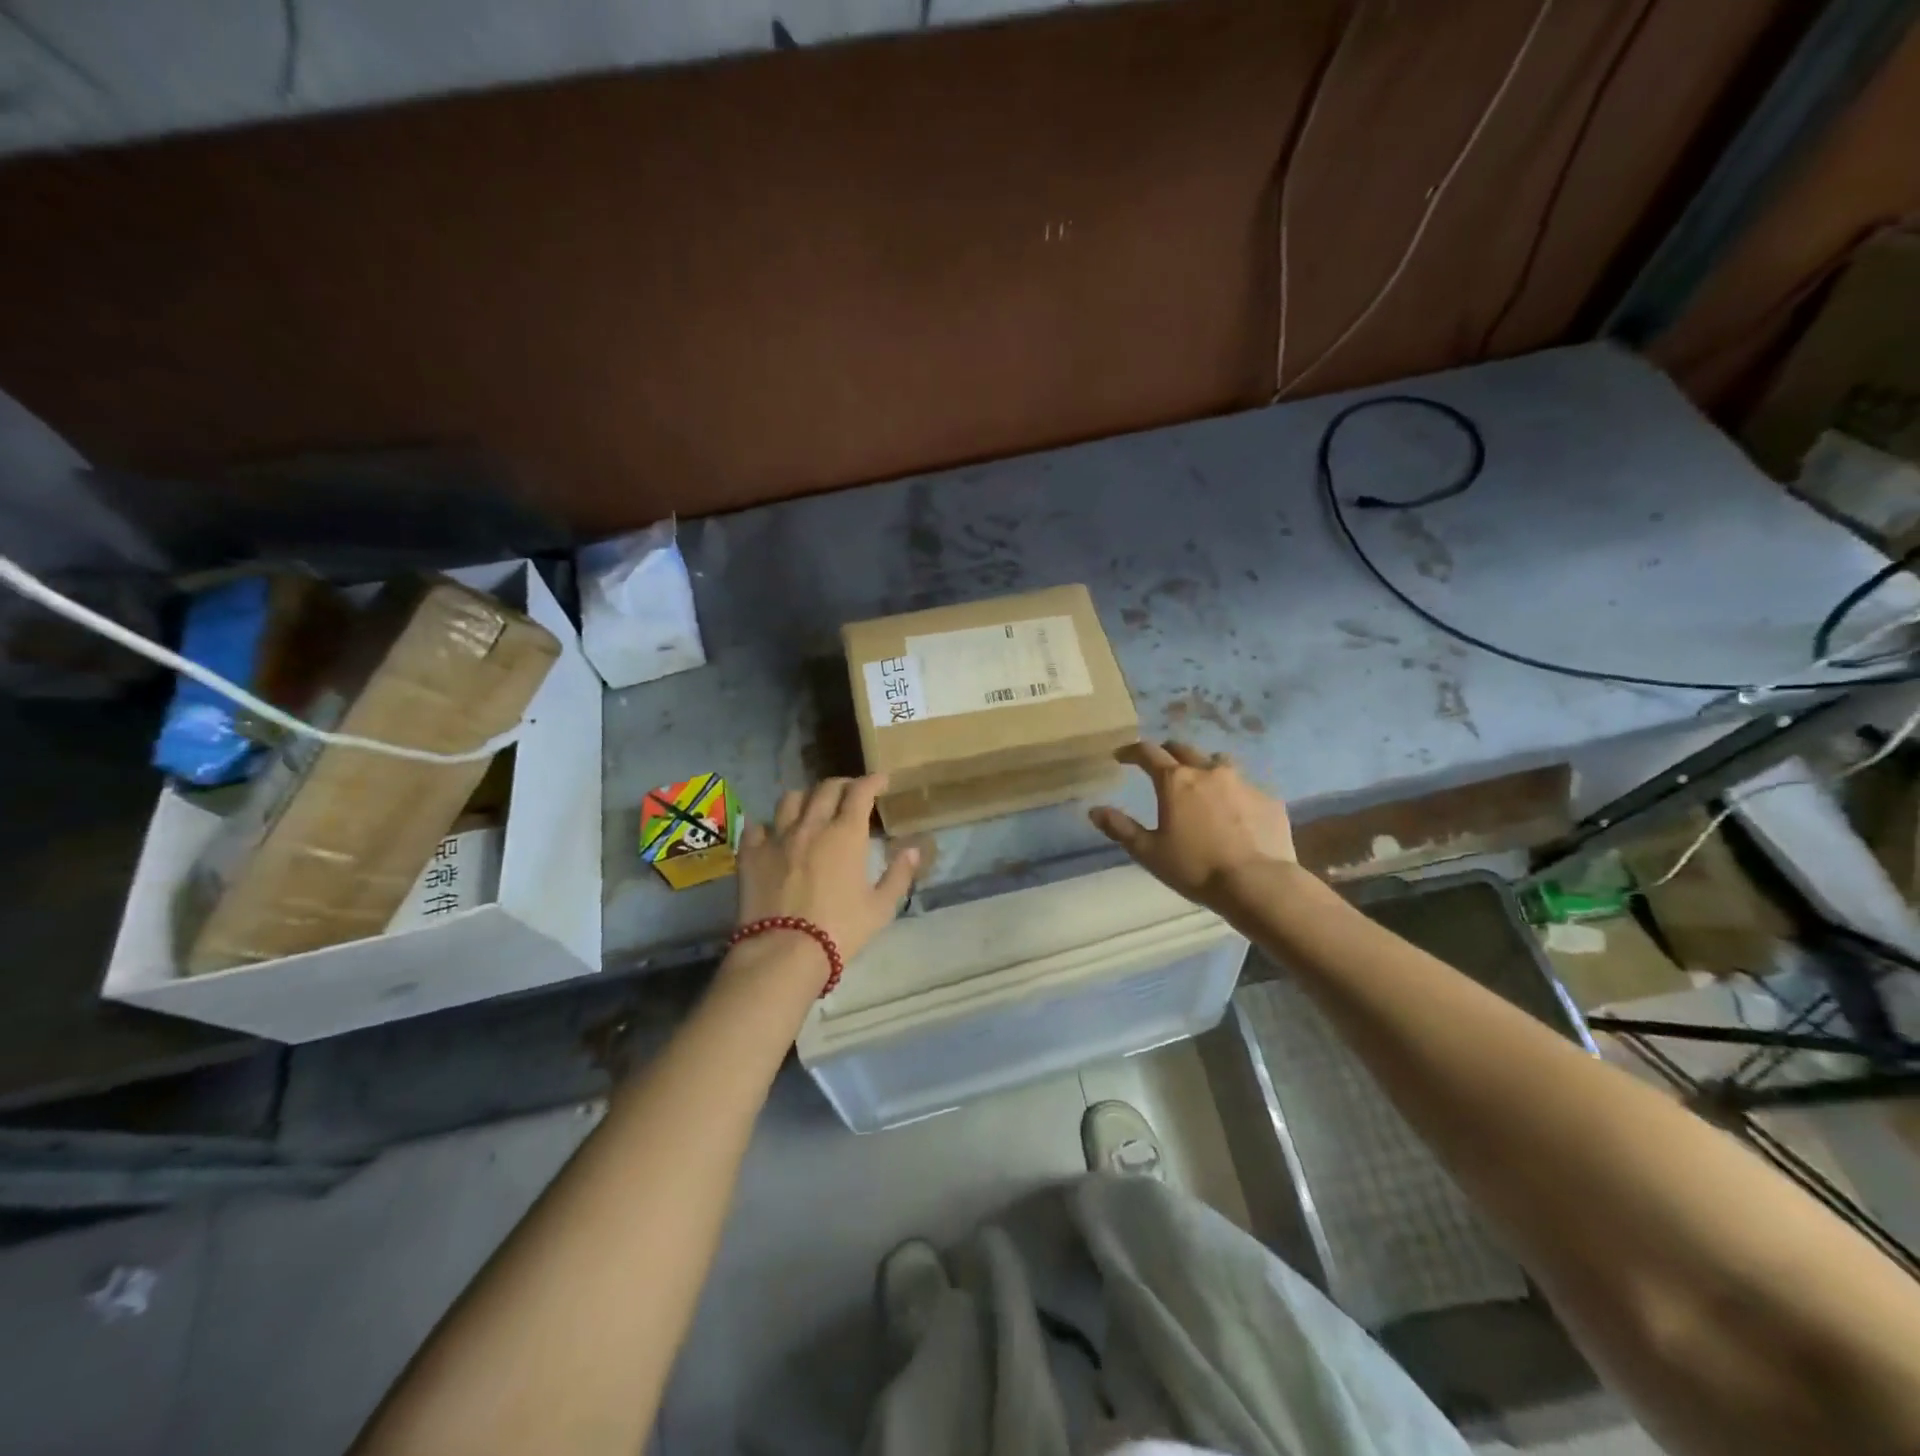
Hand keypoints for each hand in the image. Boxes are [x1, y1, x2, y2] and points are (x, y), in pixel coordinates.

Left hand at [734, 775, 919, 970]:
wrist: (784, 952)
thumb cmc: (840, 930)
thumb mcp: (881, 908)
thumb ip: (899, 875)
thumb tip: (913, 850)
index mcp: (846, 834)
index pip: (860, 792)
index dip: (872, 781)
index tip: (881, 780)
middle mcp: (812, 826)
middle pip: (826, 789)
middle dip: (842, 785)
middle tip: (850, 792)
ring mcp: (778, 837)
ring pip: (790, 799)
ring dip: (806, 798)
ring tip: (811, 808)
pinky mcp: (751, 854)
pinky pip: (757, 826)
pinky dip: (767, 825)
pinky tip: (772, 833)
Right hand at [1090, 741, 1296, 908]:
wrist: (1257, 883)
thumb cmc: (1195, 868)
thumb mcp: (1149, 852)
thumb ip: (1120, 828)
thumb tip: (1095, 811)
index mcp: (1175, 781)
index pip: (1148, 752)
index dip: (1131, 751)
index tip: (1121, 756)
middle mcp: (1208, 771)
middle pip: (1183, 749)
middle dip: (1167, 753)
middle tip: (1159, 766)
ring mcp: (1242, 782)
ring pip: (1218, 762)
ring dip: (1203, 766)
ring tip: (1200, 783)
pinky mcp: (1268, 799)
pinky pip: (1245, 787)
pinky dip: (1232, 793)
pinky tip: (1233, 813)